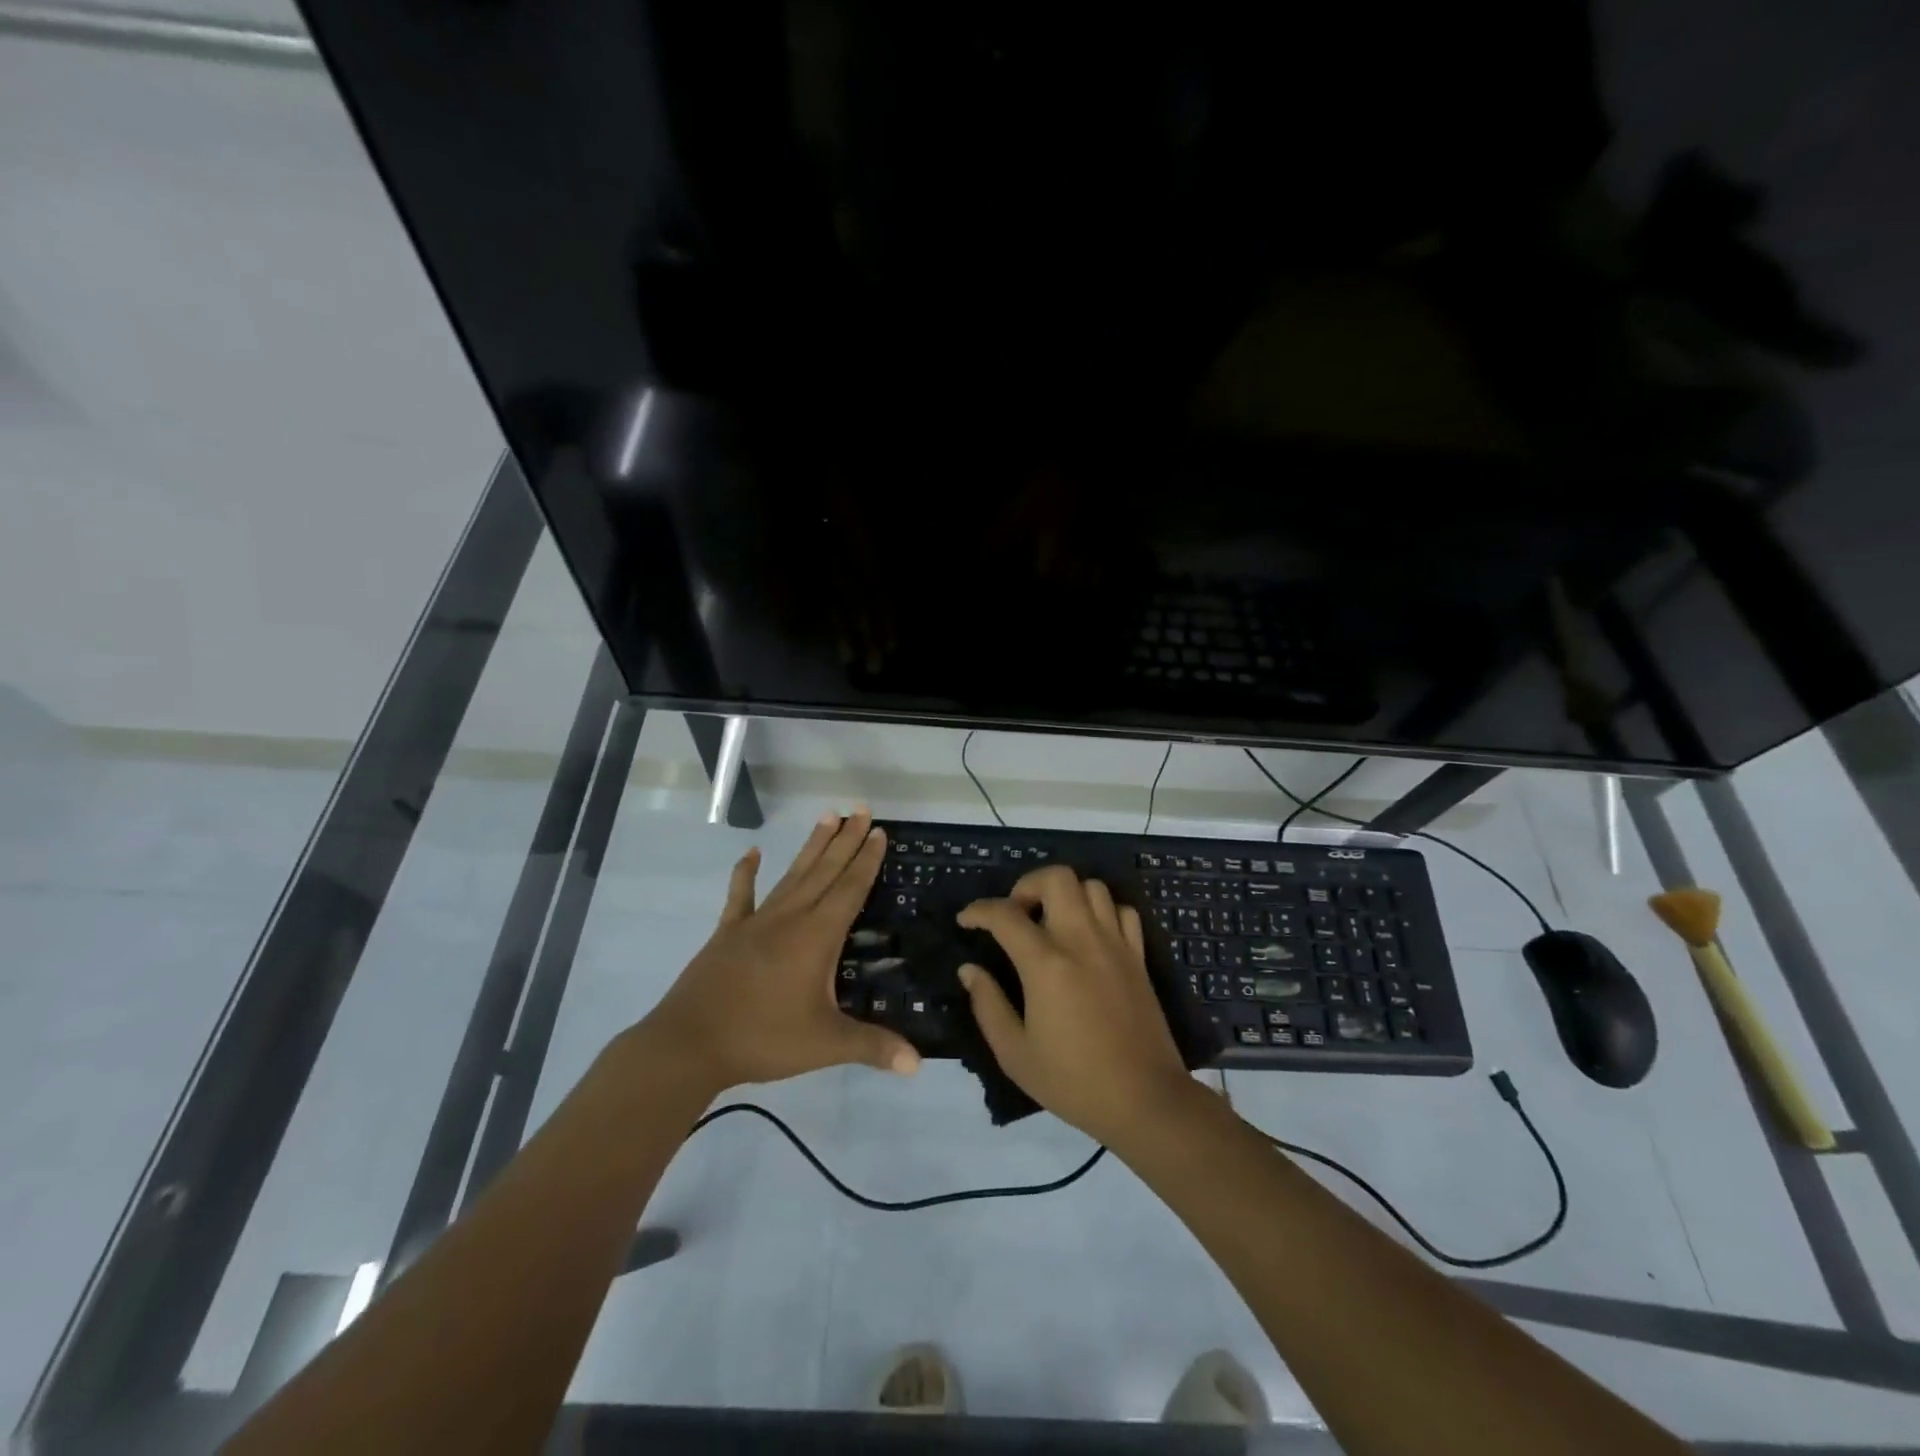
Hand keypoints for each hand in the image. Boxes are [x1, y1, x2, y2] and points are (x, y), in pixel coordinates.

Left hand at [639, 810, 919, 1092]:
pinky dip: (747, 872)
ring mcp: (756, 921)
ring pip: (792, 874)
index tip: (877, 830)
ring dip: (812, 846)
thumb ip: (872, 1047)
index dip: (866, 860)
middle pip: (824, 871)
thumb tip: (917, 1065)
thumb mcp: (825, 1045)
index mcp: (816, 936)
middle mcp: (790, 918)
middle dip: (845, 840)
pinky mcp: (729, 932)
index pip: (849, 888)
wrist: (690, 1044)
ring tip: (827, 816)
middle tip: (860, 808)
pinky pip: (741, 895)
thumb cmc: (763, 1039)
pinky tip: (754, 851)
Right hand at [956, 866, 1194, 1148]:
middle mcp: (1082, 940)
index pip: (1005, 915)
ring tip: (1051, 922)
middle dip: (1027, 885)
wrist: (1145, 1100)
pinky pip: (1122, 911)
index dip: (978, 910)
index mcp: (1046, 964)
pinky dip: (1102, 911)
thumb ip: (987, 1005)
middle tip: (1016, 915)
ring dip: (1066, 894)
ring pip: (1092, 886)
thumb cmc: (1073, 1081)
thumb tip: (970, 970)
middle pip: (1057, 877)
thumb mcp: (1015, 1054)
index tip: (966, 920)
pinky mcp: (1138, 956)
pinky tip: (1089, 936)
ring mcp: (1115, 944)